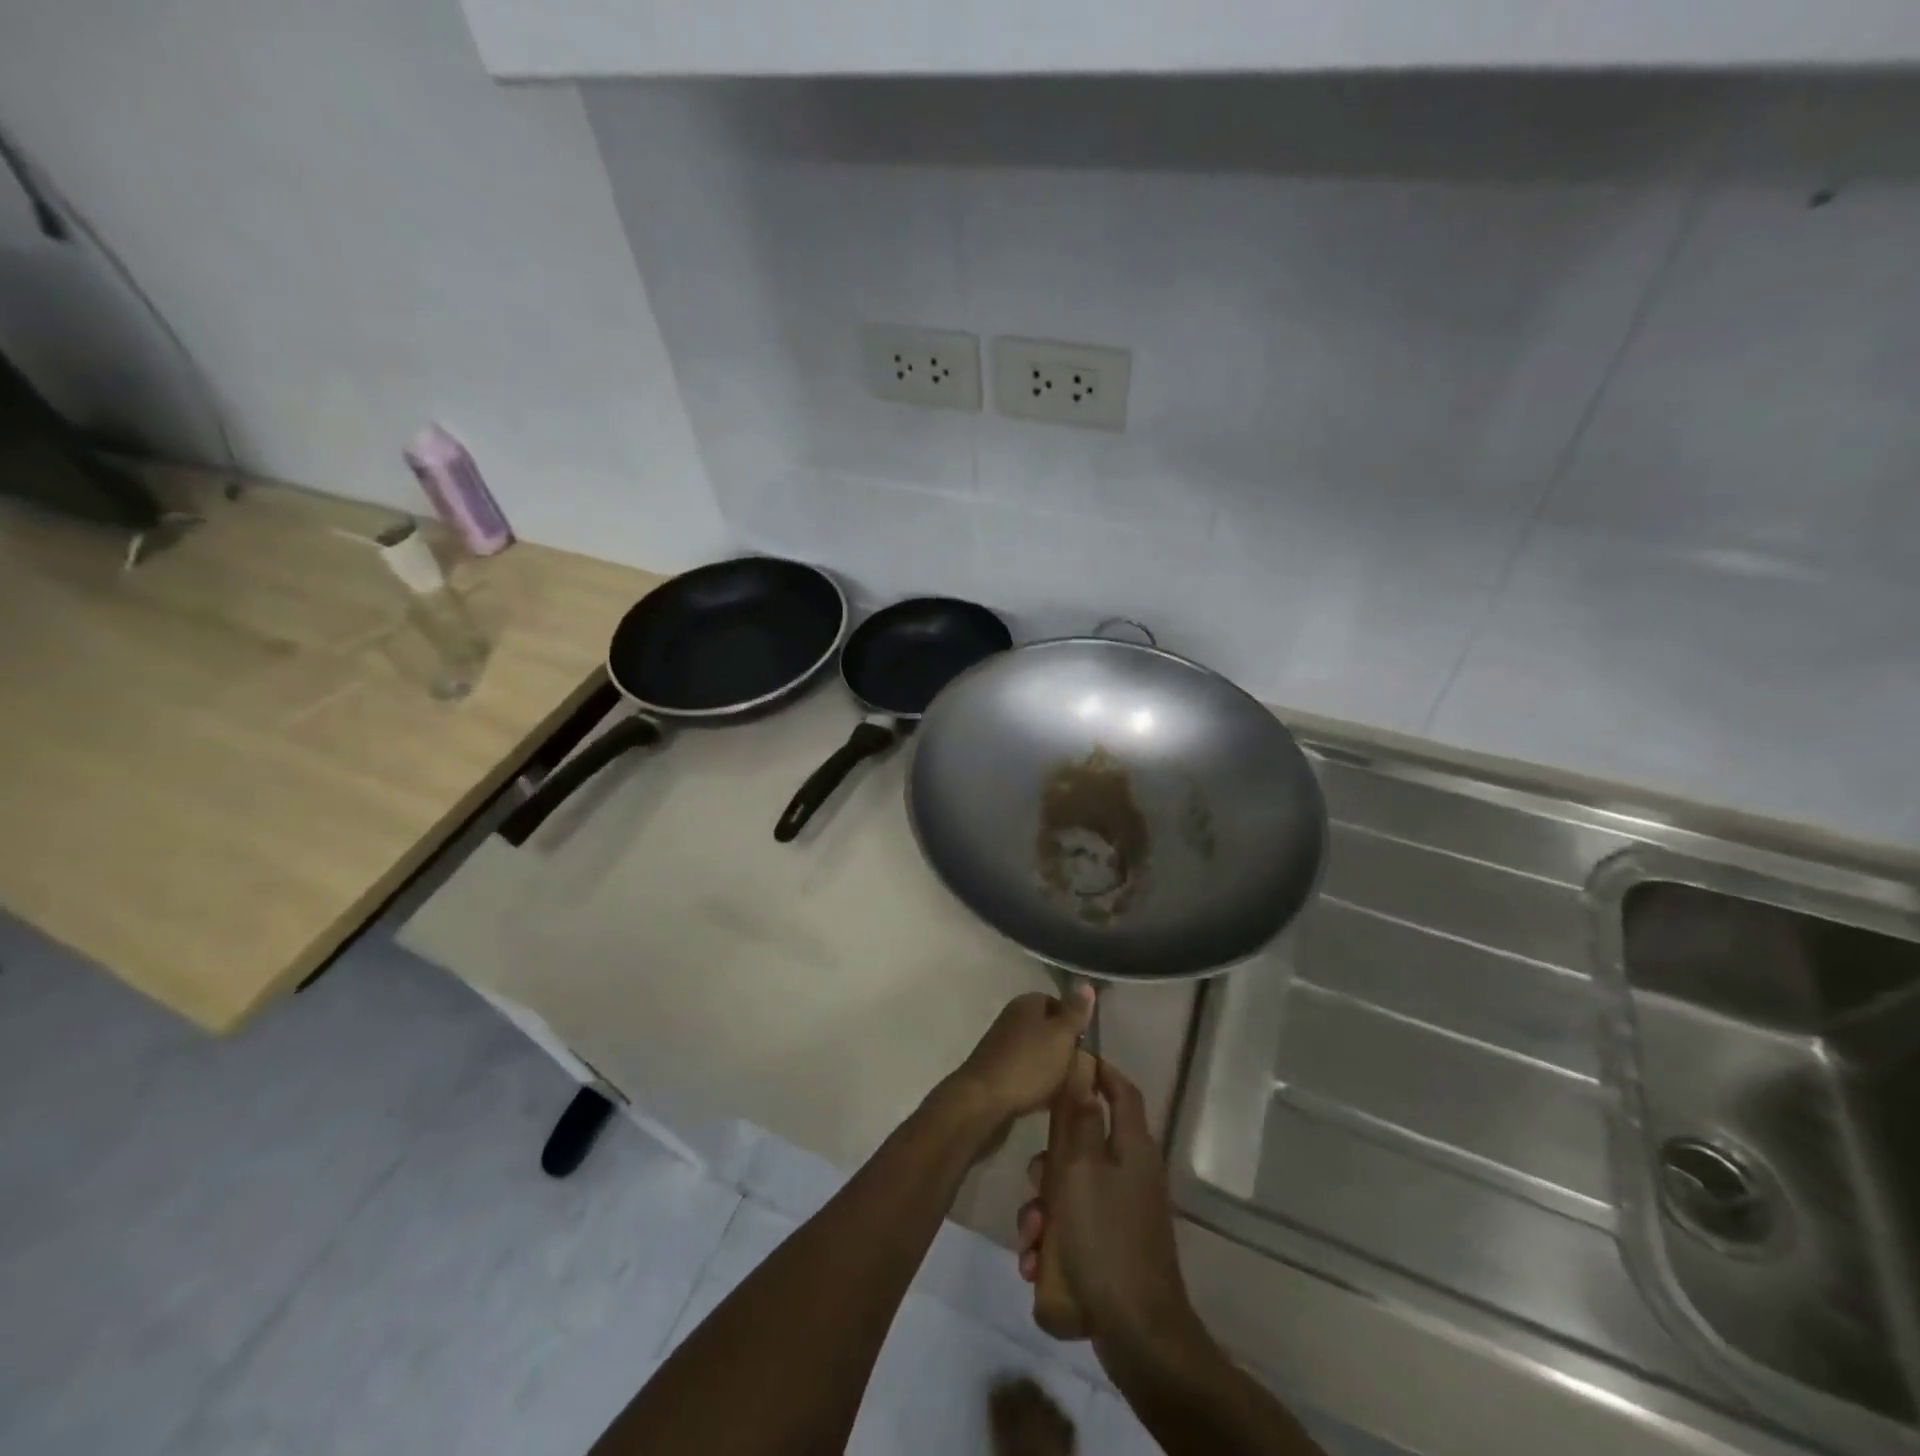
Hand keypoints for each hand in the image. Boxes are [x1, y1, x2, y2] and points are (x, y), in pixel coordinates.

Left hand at [943, 986, 1094, 1127]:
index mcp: (1026, 1004)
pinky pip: (1026, 1072)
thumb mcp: (1060, 1036)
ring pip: (1038, 1052)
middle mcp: (1012, 1018)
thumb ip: (1075, 1013)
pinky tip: (1050, 1100)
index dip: (1074, 1022)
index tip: (1087, 1044)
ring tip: (1070, 1088)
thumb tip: (1087, 985)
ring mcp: (1002, 1045)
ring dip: (1053, 1068)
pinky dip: (1039, 1083)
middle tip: (1082, 1068)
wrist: (983, 1101)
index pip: (1057, 1002)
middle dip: (1065, 1048)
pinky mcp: (997, 1071)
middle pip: (1048, 1029)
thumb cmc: (1028, 1064)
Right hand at [1015, 1059, 1197, 1361]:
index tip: (1070, 1062)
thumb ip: (1078, 1117)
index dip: (1100, 1072)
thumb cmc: (1104, 1239)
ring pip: (1071, 1190)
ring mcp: (1123, 1215)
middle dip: (1051, 1161)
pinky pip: (1074, 1228)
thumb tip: (1083, 1066)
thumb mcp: (1080, 1170)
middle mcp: (1131, 1174)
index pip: (1122, 1092)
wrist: (1136, 1335)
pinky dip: (1053, 1240)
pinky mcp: (1112, 1248)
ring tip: (1031, 1236)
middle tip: (1034, 1178)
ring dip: (1043, 1208)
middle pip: (1085, 1145)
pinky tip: (1036, 1263)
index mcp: (1132, 1148)